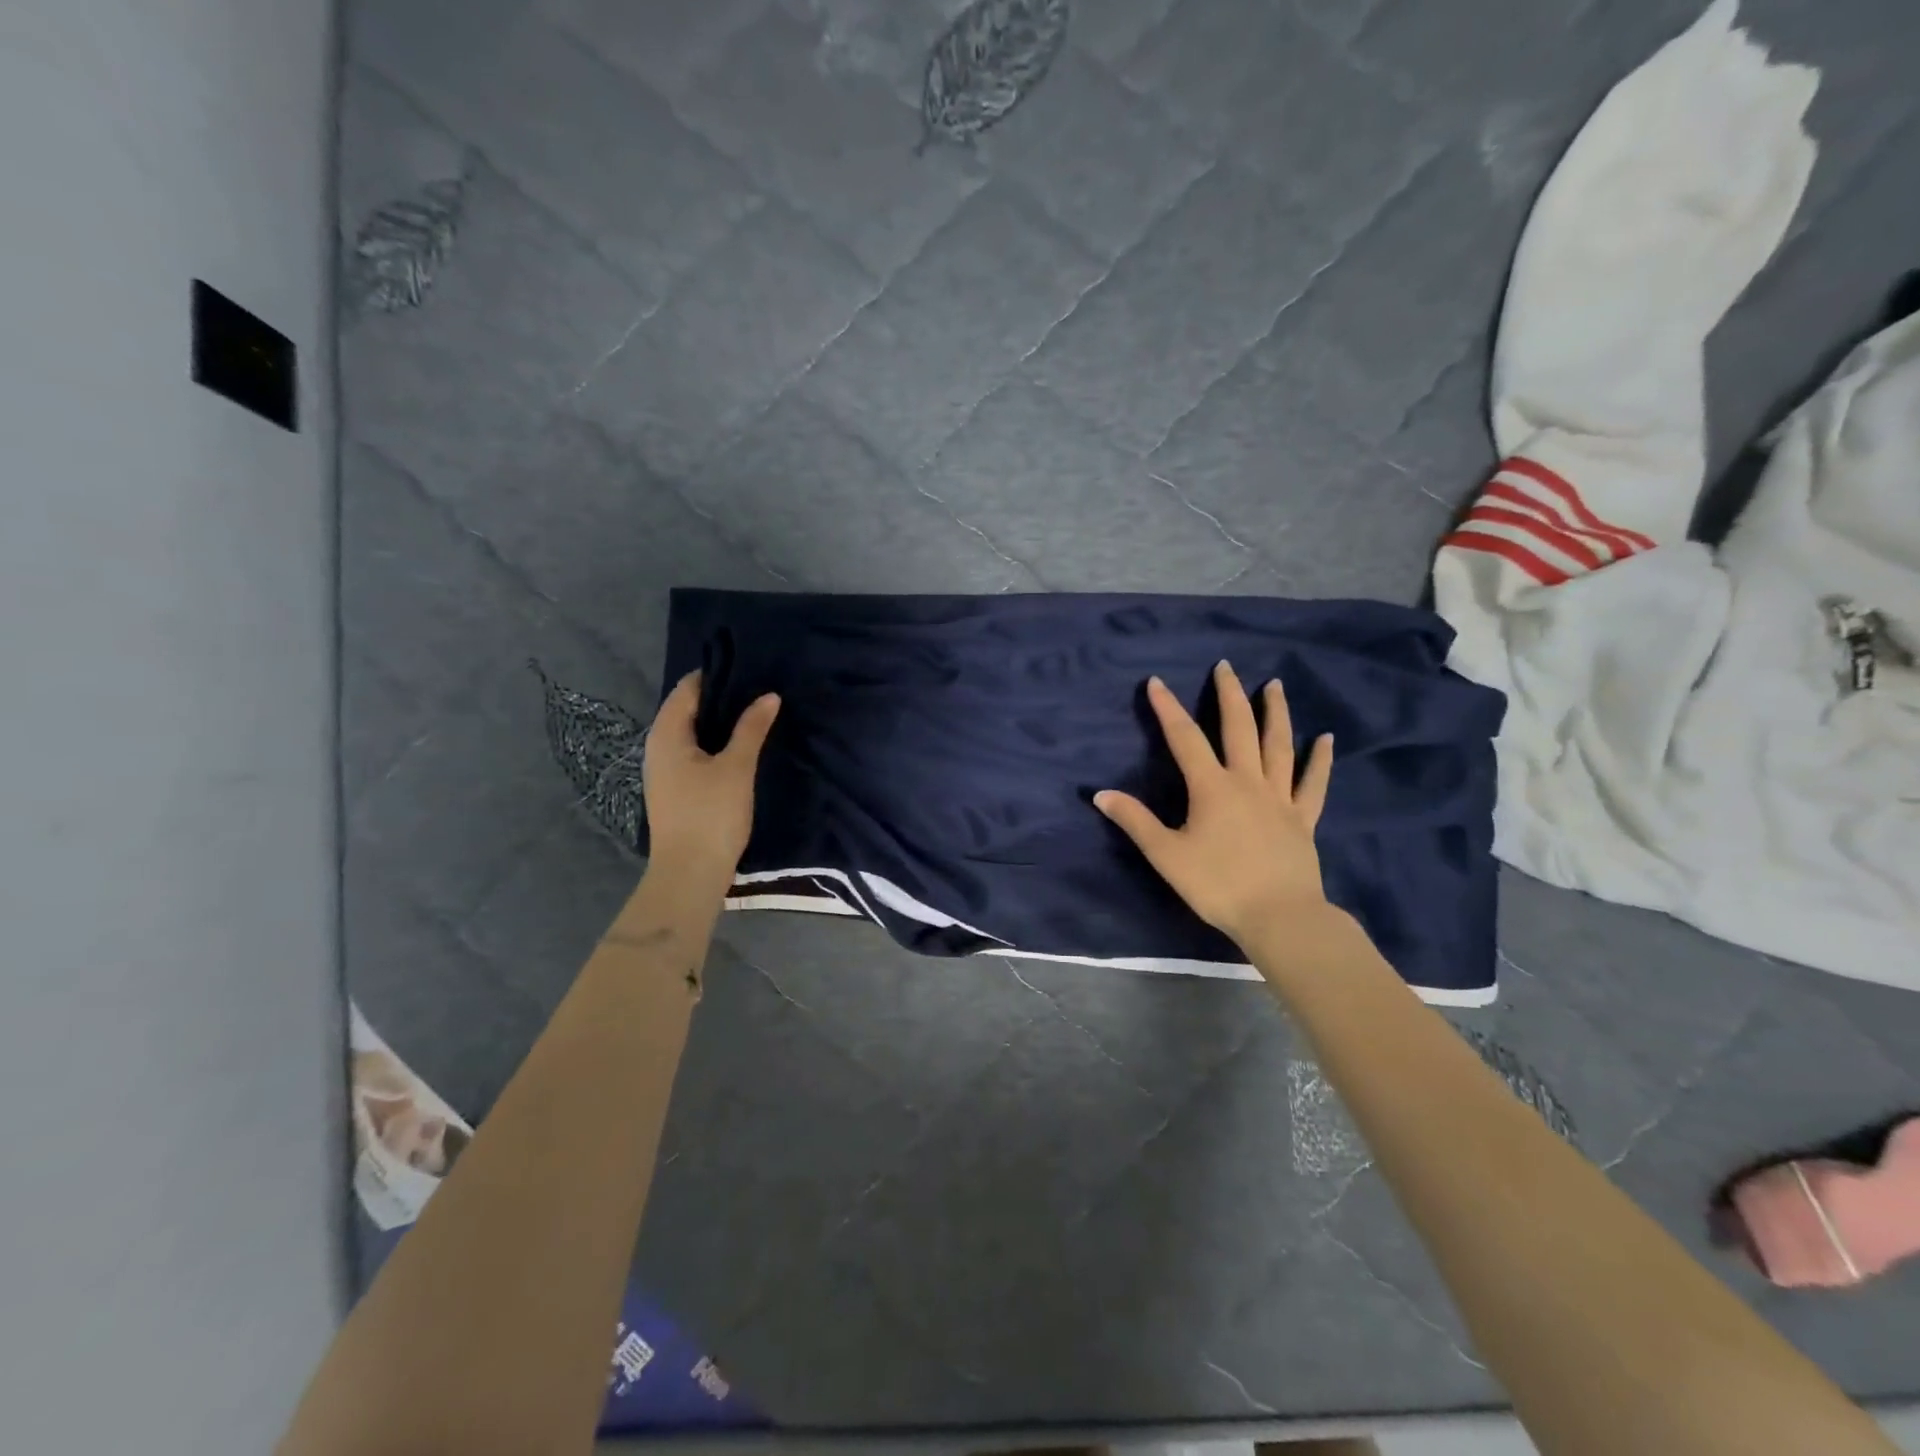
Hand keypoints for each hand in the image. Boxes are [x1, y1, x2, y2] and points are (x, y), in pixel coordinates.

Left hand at [643, 670, 779, 884]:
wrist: (690, 873)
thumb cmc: (711, 815)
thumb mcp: (736, 767)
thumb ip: (752, 728)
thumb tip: (769, 696)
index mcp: (666, 735)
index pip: (687, 689)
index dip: (716, 676)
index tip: (748, 668)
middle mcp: (658, 747)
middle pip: (687, 710)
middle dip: (720, 699)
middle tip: (758, 689)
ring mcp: (664, 771)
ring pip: (691, 734)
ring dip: (719, 723)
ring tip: (755, 714)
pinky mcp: (675, 791)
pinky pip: (694, 753)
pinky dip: (715, 744)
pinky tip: (740, 749)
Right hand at [1095, 662, 1334, 947]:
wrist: (1279, 917)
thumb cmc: (1218, 885)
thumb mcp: (1166, 855)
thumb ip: (1135, 821)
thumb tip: (1101, 794)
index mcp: (1212, 788)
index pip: (1185, 738)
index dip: (1168, 708)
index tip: (1156, 682)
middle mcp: (1248, 782)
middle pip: (1238, 729)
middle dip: (1229, 695)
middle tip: (1225, 666)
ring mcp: (1280, 798)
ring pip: (1279, 746)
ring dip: (1275, 713)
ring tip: (1274, 684)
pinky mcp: (1303, 819)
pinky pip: (1313, 783)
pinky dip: (1320, 760)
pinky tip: (1326, 739)